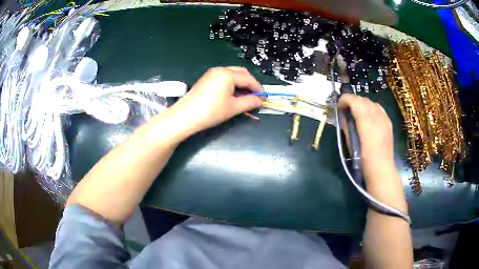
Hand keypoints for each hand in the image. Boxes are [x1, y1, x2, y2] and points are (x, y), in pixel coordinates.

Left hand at [169, 67, 261, 134]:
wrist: (185, 116)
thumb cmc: (211, 112)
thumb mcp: (233, 108)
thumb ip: (249, 102)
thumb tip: (260, 101)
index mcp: (227, 74)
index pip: (248, 78)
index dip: (258, 88)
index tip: (264, 98)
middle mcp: (220, 69)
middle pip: (241, 73)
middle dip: (250, 83)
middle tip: (255, 96)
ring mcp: (211, 73)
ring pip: (232, 74)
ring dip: (241, 83)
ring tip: (244, 97)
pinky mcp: (206, 78)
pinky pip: (224, 77)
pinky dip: (231, 84)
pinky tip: (232, 94)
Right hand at [338, 94, 397, 187]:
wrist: (381, 169)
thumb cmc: (363, 160)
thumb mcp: (350, 142)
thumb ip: (347, 125)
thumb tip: (343, 114)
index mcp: (366, 122)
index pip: (354, 100)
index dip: (344, 99)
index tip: (339, 106)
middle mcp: (376, 116)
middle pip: (362, 99)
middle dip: (352, 101)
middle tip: (345, 109)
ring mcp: (384, 118)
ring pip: (370, 102)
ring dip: (361, 103)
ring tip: (356, 112)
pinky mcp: (388, 121)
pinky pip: (378, 108)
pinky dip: (370, 108)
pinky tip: (368, 116)